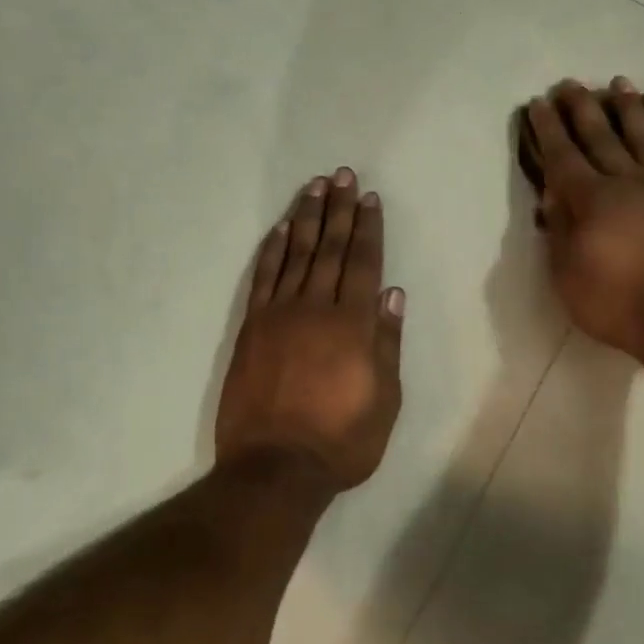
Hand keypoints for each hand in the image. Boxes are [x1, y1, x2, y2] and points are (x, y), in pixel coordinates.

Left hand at [216, 169, 405, 489]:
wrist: (275, 468)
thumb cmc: (341, 440)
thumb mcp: (385, 399)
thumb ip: (387, 342)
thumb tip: (392, 294)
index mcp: (353, 325)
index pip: (363, 263)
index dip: (368, 228)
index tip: (369, 199)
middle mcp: (316, 308)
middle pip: (331, 249)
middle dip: (339, 210)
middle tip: (342, 176)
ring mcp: (279, 315)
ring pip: (297, 254)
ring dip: (307, 218)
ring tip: (315, 188)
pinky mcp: (252, 328)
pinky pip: (264, 278)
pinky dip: (273, 249)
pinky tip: (282, 229)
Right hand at [526, 78, 643, 361]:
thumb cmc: (613, 301)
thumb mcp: (566, 272)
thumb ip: (559, 228)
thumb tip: (554, 193)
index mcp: (592, 199)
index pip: (563, 156)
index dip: (548, 129)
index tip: (539, 102)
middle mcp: (628, 184)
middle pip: (601, 139)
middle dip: (582, 110)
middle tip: (570, 84)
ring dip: (632, 113)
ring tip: (621, 84)